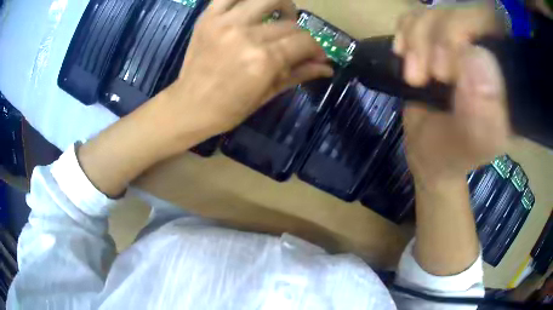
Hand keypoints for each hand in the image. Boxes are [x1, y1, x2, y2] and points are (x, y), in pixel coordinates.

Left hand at [161, 0, 332, 139]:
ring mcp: (225, 22)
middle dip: (300, 35)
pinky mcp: (208, 17)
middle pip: (289, 23)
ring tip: (280, 17)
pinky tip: (252, 8)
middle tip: (295, 45)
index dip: (316, 48)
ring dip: (281, 6)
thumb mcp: (268, 94)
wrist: (189, 106)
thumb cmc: (229, 109)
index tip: (316, 56)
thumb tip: (327, 67)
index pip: (304, 41)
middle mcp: (247, 35)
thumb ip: (299, 74)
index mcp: (264, 60)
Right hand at [393, 2, 510, 185]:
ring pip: (436, 9)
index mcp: (509, 77)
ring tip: (414, 76)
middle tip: (426, 75)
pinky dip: (405, 32)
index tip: (445, 73)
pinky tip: (405, 56)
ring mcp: (463, 40)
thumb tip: (476, 57)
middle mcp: (491, 51)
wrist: (429, 150)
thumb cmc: (451, 153)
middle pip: (463, 9)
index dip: (464, 32)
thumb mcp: (470, 144)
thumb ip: (482, 112)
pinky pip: (417, 14)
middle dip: (436, 37)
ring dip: (416, 39)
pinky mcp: (439, 37)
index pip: (493, 24)